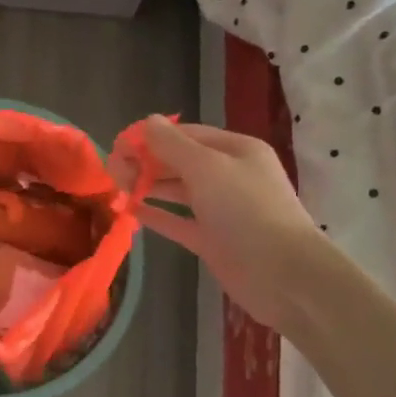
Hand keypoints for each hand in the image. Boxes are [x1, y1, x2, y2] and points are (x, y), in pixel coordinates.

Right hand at [116, 118, 324, 333]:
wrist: (283, 274)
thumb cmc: (246, 211)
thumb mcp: (207, 168)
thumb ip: (173, 145)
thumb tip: (148, 122)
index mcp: (236, 150)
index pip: (187, 134)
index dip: (152, 137)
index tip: (118, 146)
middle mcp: (229, 176)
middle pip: (180, 161)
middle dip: (147, 162)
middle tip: (112, 171)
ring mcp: (221, 209)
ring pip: (178, 190)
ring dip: (148, 186)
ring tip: (116, 187)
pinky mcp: (212, 239)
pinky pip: (178, 221)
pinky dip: (156, 214)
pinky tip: (130, 210)